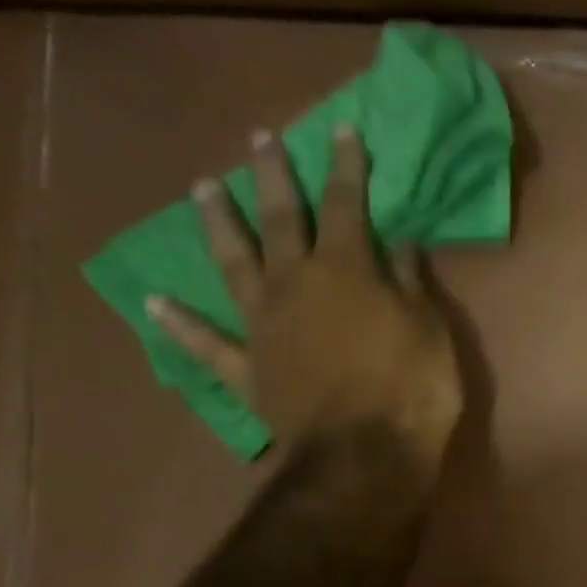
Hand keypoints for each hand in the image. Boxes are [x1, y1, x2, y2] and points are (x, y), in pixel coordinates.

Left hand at [148, 127, 464, 472]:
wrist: (367, 455)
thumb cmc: (413, 389)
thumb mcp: (431, 331)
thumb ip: (411, 284)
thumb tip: (400, 243)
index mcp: (347, 271)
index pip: (346, 205)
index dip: (345, 166)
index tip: (341, 131)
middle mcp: (295, 284)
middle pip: (281, 219)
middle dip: (273, 176)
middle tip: (259, 140)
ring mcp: (263, 326)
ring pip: (233, 264)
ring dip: (219, 224)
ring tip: (204, 189)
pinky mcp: (248, 369)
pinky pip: (208, 343)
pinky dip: (181, 324)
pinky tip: (155, 303)